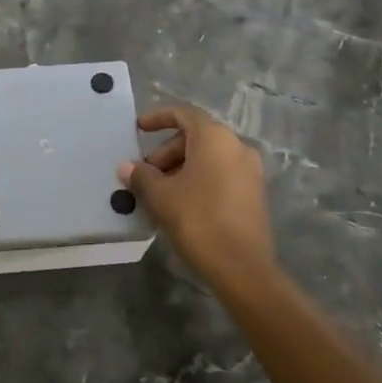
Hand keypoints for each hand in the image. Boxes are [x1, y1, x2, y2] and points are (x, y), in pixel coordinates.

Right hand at [121, 105, 276, 292]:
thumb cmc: (198, 219)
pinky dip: (199, 180)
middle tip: (145, 175)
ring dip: (180, 168)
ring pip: (208, 158)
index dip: (158, 118)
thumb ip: (142, 176)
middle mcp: (237, 146)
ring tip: (159, 193)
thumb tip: (127, 167)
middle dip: (166, 152)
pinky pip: (221, 174)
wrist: (242, 268)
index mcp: (215, 138)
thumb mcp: (161, 196)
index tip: (138, 129)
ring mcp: (250, 170)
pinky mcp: (254, 193)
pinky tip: (181, 204)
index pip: (183, 114)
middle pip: (195, 137)